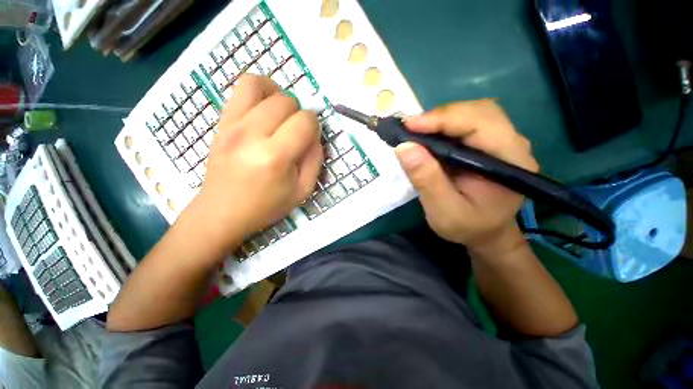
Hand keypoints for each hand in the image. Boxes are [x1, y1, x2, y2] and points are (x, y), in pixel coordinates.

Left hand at [184, 75, 322, 255]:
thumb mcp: (303, 191)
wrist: (222, 212)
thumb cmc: (266, 206)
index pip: (305, 121)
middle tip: (296, 131)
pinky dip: (259, 91)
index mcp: (275, 157)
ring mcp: (232, 125)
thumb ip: (315, 160)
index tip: (310, 138)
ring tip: (281, 113)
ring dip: (278, 95)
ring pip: (260, 84)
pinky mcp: (221, 122)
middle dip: (299, 113)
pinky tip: (264, 109)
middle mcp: (252, 134)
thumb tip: (315, 136)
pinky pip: (240, 88)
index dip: (315, 126)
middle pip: (286, 101)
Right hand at [395, 100, 537, 253]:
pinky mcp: (489, 143)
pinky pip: (467, 122)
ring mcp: (502, 141)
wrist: (486, 233)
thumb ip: (427, 181)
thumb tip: (404, 147)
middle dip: (441, 117)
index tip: (408, 126)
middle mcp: (512, 144)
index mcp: (510, 162)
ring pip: (473, 113)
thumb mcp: (443, 211)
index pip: (481, 124)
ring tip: (417, 132)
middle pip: (479, 111)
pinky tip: (429, 136)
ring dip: (441, 118)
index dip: (443, 120)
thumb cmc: (467, 227)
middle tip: (410, 129)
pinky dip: (444, 125)